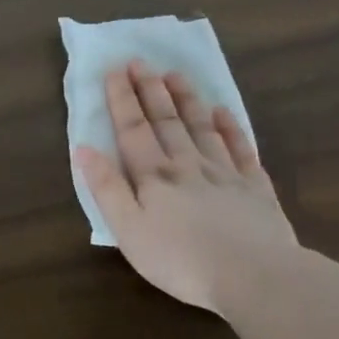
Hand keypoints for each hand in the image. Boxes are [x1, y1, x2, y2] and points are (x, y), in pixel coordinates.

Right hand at [75, 60, 294, 313]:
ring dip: (187, 100)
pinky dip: (231, 128)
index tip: (115, 69)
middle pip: (167, 121)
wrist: (254, 276)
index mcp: (153, 175)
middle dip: (151, 89)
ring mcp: (225, 173)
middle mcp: (187, 165)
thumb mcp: (128, 230)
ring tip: (176, 75)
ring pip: (202, 127)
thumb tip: (83, 148)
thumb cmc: (179, 259)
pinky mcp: (255, 188)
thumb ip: (106, 188)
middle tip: (141, 61)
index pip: (133, 129)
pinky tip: (224, 112)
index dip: (122, 99)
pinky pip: (241, 149)